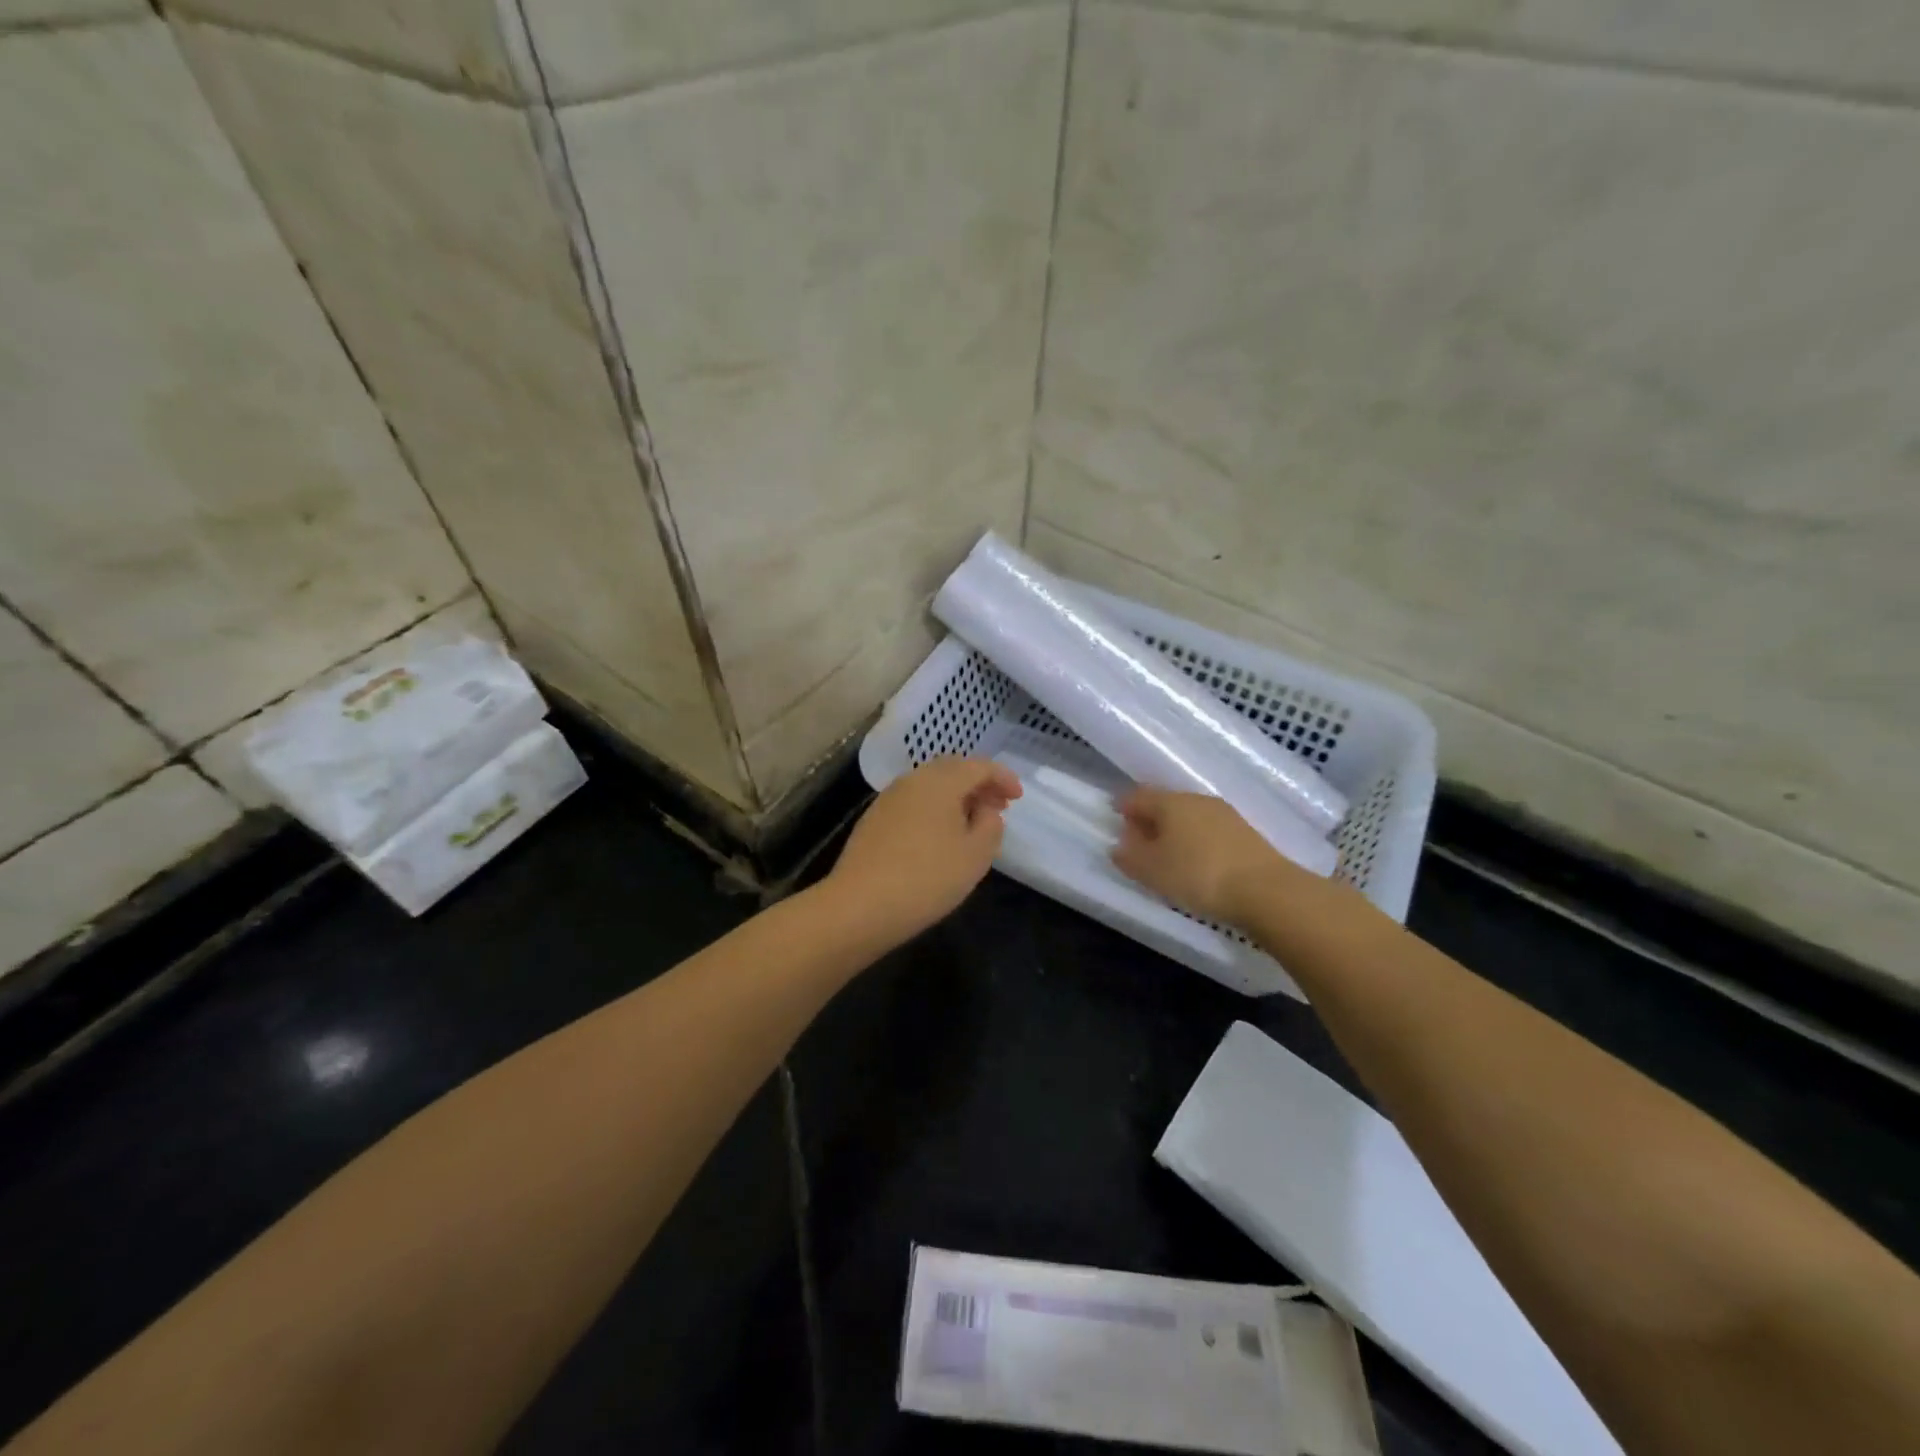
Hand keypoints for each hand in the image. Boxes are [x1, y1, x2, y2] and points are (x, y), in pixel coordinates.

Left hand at [826, 758, 1021, 944]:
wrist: (859, 906)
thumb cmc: (927, 878)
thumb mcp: (975, 855)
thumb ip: (990, 825)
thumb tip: (984, 809)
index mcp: (941, 781)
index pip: (979, 766)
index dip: (1003, 778)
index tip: (1018, 797)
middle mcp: (913, 780)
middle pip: (952, 770)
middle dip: (978, 784)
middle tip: (998, 806)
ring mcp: (889, 798)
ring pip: (930, 785)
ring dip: (955, 797)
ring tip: (972, 822)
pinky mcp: (874, 819)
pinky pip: (914, 802)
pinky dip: (934, 809)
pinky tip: (940, 836)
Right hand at [1110, 787, 1293, 927]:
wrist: (1266, 890)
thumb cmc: (1198, 875)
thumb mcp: (1152, 871)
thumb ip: (1129, 856)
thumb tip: (1119, 845)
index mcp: (1170, 802)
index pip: (1137, 796)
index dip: (1123, 807)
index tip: (1115, 820)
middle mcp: (1197, 800)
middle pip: (1165, 804)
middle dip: (1149, 820)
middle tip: (1138, 843)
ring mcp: (1224, 814)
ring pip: (1189, 817)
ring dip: (1174, 831)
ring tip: (1167, 856)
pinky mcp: (1245, 833)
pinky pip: (1208, 830)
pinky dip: (1195, 841)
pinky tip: (1195, 862)